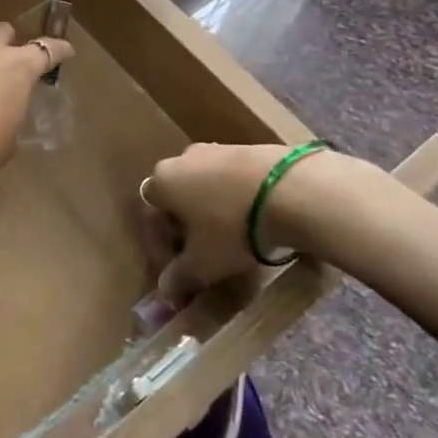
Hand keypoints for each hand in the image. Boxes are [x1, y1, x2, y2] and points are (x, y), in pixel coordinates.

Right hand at [142, 143, 295, 302]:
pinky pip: (228, 179)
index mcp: (162, 182)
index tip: (176, 270)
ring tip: (228, 237)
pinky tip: (250, 218)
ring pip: (202, 186)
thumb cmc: (231, 228)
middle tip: (200, 253)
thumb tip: (165, 289)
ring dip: (208, 211)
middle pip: (175, 197)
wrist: (288, 190)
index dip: (160, 246)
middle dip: (184, 227)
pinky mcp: (246, 148)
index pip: (150, 215)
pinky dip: (232, 199)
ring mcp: (215, 149)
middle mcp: (181, 159)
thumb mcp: (203, 263)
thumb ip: (179, 277)